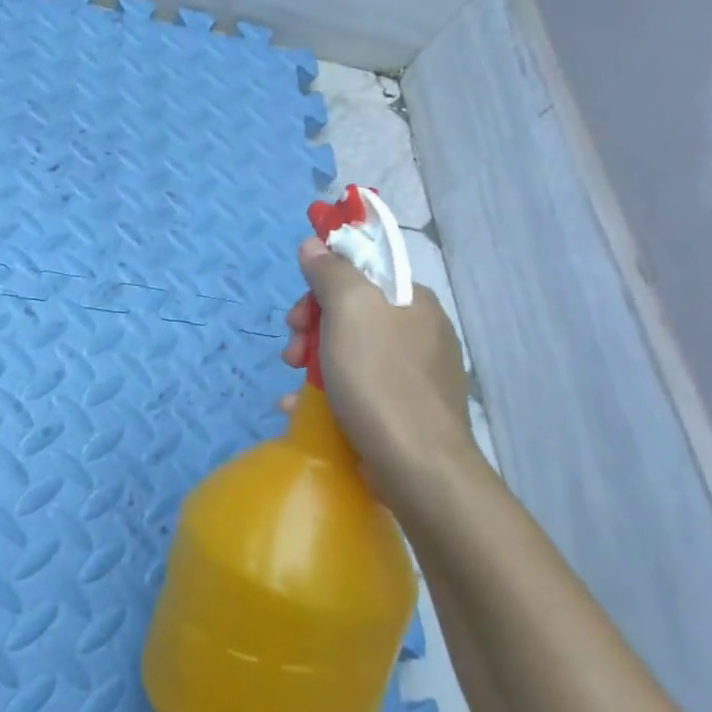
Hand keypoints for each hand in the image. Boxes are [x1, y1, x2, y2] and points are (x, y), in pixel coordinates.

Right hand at [281, 237, 476, 502]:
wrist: (418, 467)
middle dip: (311, 328)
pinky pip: (358, 388)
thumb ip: (331, 272)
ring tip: (292, 385)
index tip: (298, 313)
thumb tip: (315, 244)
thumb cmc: (380, 380)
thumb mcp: (349, 310)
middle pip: (351, 313)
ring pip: (350, 352)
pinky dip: (328, 393)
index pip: (361, 272)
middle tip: (291, 351)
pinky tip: (302, 409)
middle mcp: (420, 333)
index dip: (321, 284)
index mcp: (413, 302)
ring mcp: (415, 375)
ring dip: (313, 362)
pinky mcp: (405, 412)